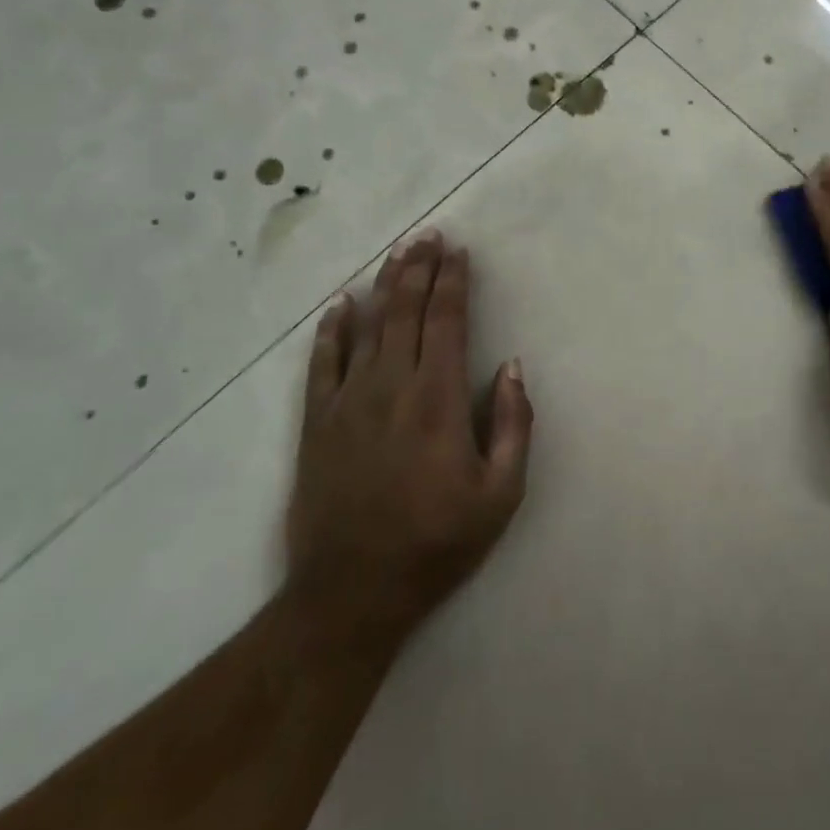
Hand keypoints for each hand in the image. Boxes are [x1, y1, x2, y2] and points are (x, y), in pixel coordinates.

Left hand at [284, 230, 533, 647]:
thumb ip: (513, 424)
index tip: (459, 252)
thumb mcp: (501, 494)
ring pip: (368, 327)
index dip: (453, 281)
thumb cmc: (436, 543)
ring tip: (397, 254)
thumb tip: (511, 366)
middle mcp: (391, 386)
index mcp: (437, 399)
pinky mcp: (317, 423)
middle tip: (428, 236)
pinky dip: (332, 330)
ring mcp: (348, 402)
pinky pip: (322, 363)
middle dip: (419, 268)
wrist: (351, 593)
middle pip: (405, 311)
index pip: (446, 321)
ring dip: (384, 285)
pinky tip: (340, 305)